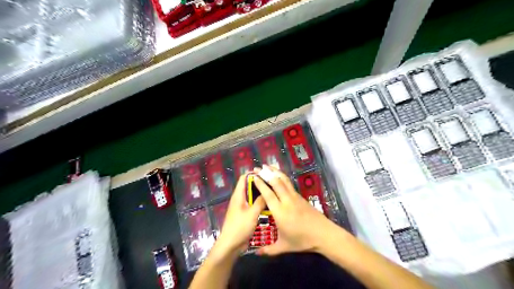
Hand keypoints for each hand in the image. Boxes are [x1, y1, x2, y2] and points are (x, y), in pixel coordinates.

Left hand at [215, 172, 266, 256]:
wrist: (231, 245)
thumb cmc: (240, 227)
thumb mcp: (252, 213)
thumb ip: (260, 201)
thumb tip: (268, 191)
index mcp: (238, 195)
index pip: (244, 178)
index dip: (253, 174)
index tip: (266, 174)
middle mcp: (239, 199)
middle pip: (249, 186)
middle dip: (260, 184)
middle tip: (273, 184)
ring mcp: (242, 207)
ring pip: (252, 196)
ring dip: (261, 194)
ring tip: (274, 193)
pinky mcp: (245, 215)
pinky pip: (253, 205)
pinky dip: (260, 203)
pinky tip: (270, 205)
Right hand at [253, 165, 341, 254]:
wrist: (323, 234)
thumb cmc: (302, 240)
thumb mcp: (284, 246)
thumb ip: (269, 250)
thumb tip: (256, 253)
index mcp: (279, 211)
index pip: (267, 194)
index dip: (260, 183)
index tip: (253, 176)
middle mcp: (286, 200)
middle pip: (276, 182)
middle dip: (266, 173)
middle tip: (257, 167)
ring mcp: (295, 197)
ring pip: (284, 180)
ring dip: (275, 172)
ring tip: (267, 166)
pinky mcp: (300, 196)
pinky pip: (289, 184)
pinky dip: (282, 177)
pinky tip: (279, 176)